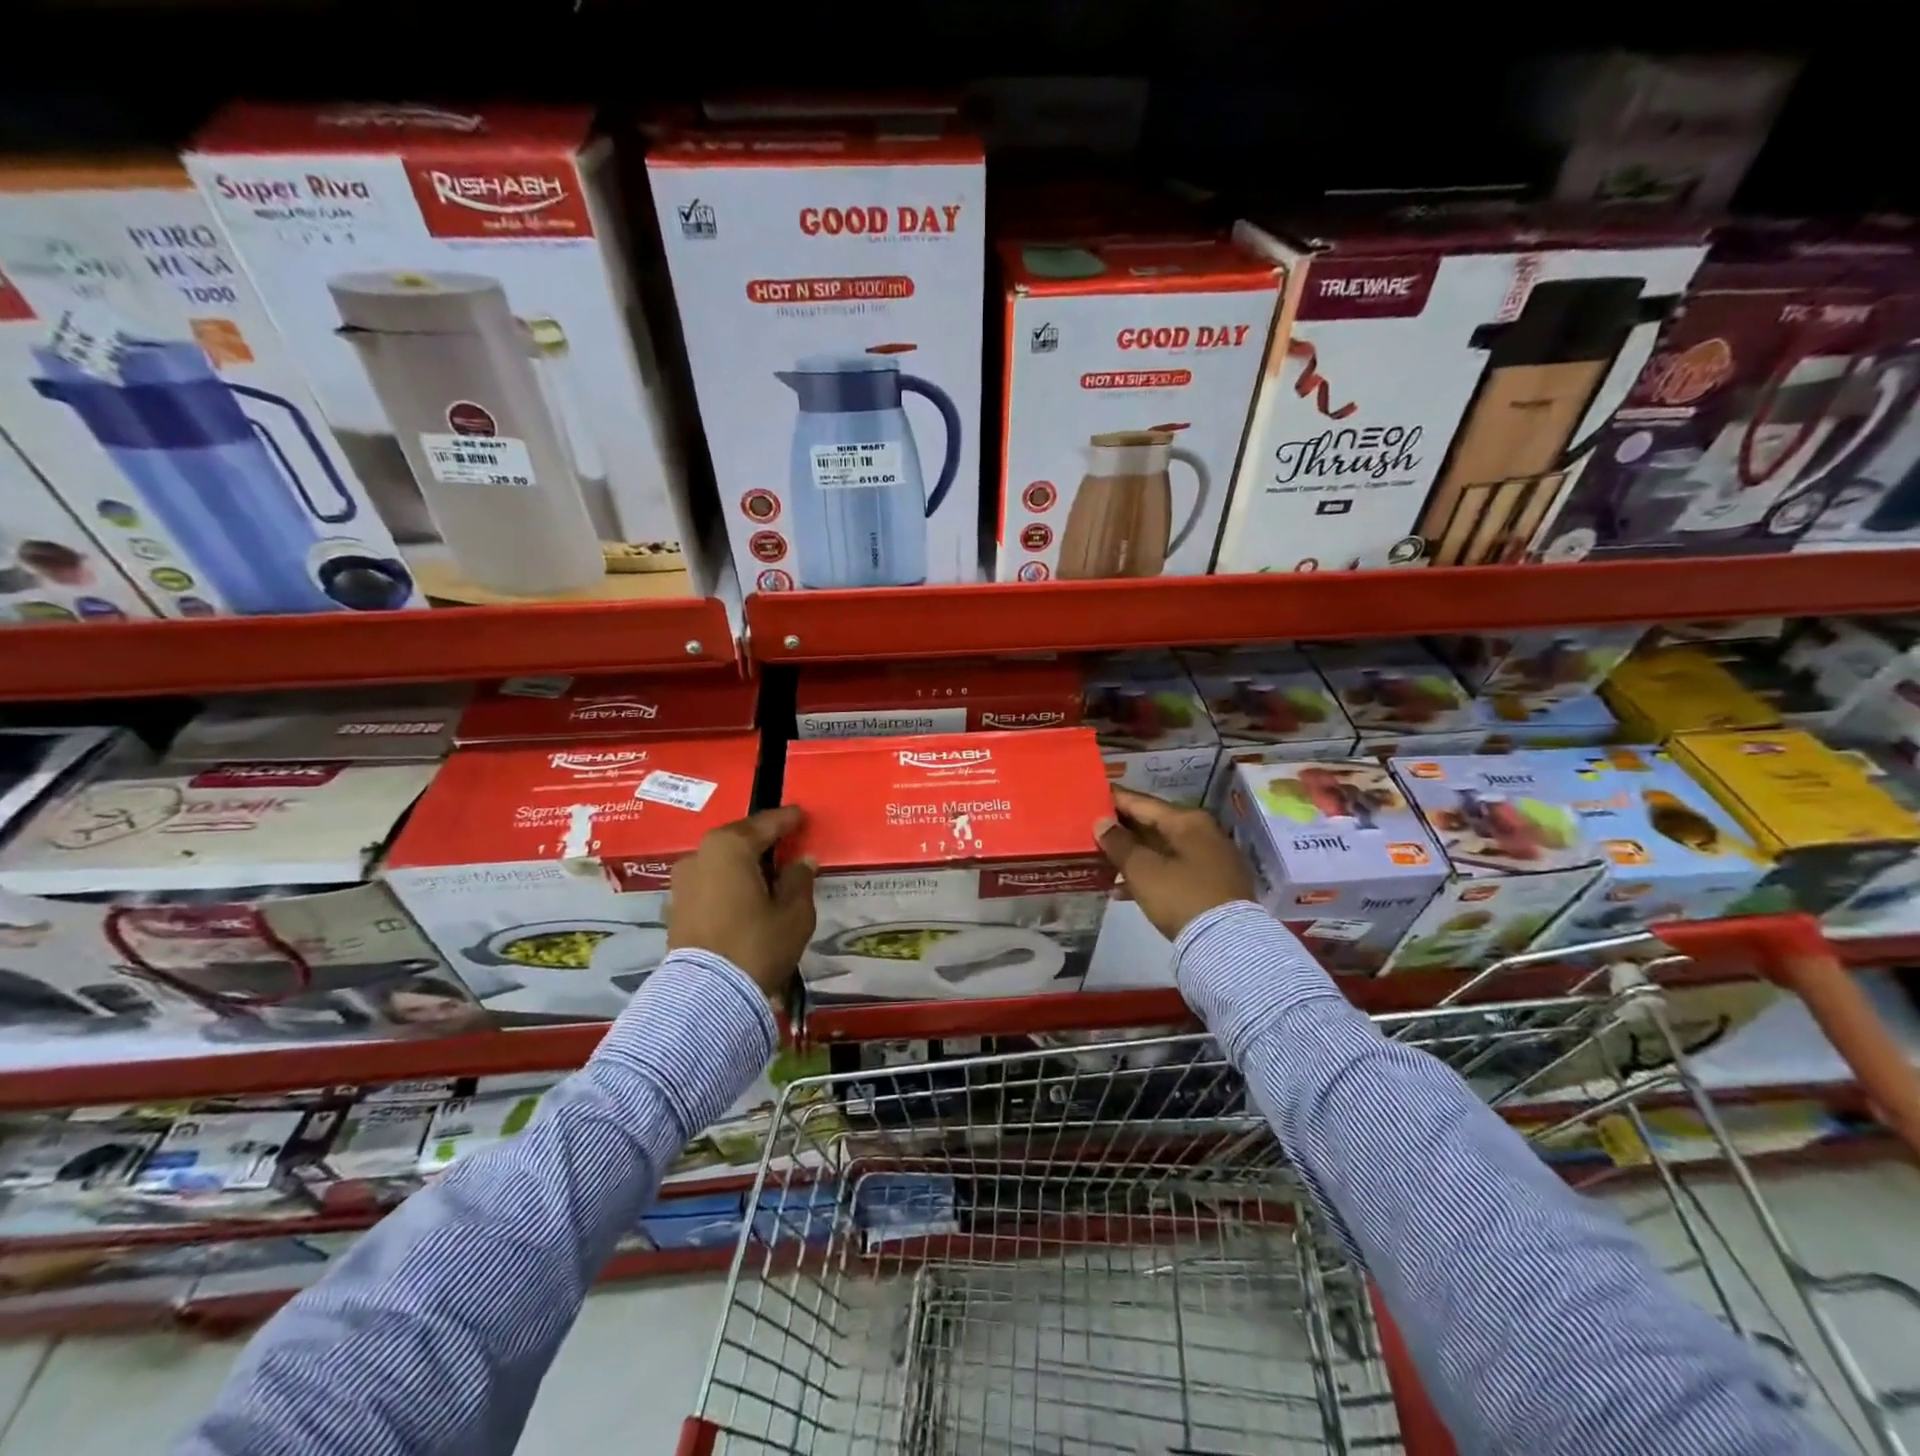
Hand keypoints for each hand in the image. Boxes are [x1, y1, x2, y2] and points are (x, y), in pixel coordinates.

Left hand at [668, 806, 816, 995]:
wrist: (706, 997)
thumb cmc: (756, 944)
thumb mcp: (794, 913)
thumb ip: (799, 880)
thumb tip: (801, 862)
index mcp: (729, 846)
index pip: (766, 824)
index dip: (788, 819)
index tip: (801, 815)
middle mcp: (699, 856)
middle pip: (738, 841)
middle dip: (762, 842)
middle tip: (786, 845)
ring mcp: (682, 883)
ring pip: (721, 864)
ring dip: (743, 866)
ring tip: (767, 877)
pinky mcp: (675, 909)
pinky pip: (710, 885)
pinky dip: (728, 886)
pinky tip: (745, 898)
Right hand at [1094, 786, 1255, 941]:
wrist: (1228, 945)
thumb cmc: (1181, 896)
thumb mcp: (1143, 870)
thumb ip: (1119, 843)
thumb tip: (1102, 823)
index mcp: (1188, 821)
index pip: (1142, 802)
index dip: (1114, 799)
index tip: (1089, 796)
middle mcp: (1203, 833)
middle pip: (1153, 825)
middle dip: (1121, 830)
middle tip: (1090, 830)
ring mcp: (1210, 860)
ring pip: (1161, 850)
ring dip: (1132, 855)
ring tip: (1099, 860)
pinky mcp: (1211, 885)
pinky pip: (1172, 870)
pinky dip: (1148, 875)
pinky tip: (1121, 890)